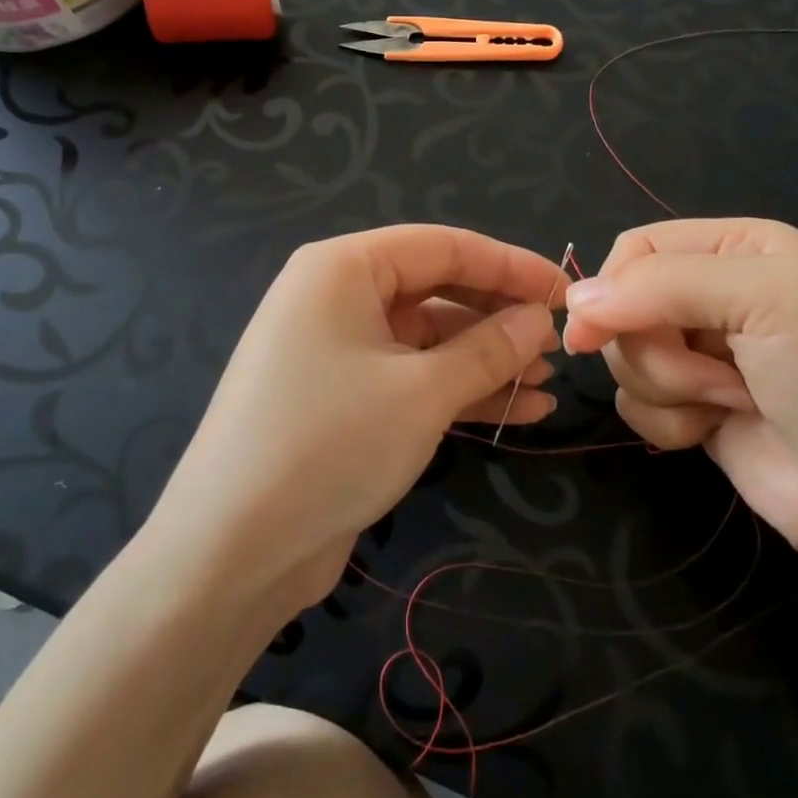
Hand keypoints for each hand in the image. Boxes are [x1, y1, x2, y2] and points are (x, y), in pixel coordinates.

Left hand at [150, 226, 565, 613]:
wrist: (232, 550)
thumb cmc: (329, 444)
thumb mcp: (422, 392)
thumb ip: (488, 348)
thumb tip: (538, 319)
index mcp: (342, 268)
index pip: (442, 246)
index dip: (509, 266)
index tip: (565, 292)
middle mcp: (334, 297)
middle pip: (435, 290)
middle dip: (497, 317)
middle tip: (556, 344)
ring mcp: (335, 350)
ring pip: (427, 339)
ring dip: (485, 360)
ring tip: (546, 383)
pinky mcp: (341, 399)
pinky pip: (410, 378)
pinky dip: (458, 391)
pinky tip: (517, 411)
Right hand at [562, 218, 797, 571]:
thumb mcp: (768, 299)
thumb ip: (665, 285)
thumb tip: (574, 303)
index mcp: (738, 247)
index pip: (637, 248)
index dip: (612, 287)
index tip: (596, 332)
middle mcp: (715, 292)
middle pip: (622, 305)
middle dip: (656, 349)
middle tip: (717, 376)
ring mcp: (701, 352)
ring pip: (624, 356)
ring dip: (668, 387)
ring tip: (730, 404)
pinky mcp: (690, 405)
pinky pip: (634, 401)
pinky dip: (666, 421)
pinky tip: (712, 432)